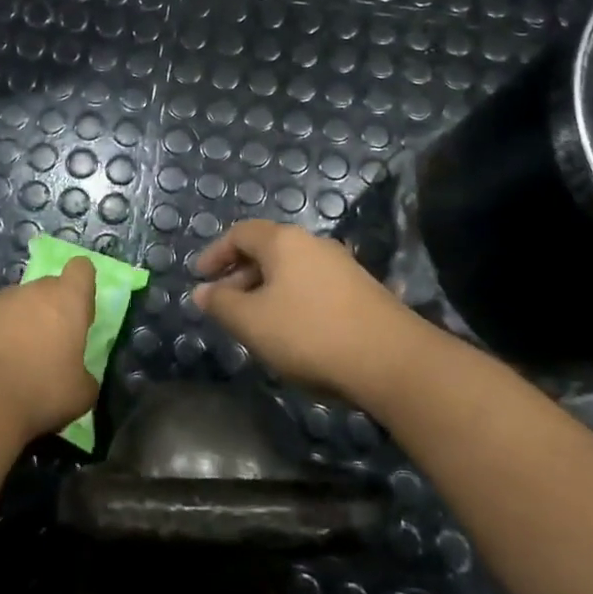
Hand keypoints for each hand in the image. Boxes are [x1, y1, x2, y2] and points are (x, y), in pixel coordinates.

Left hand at [0, 258, 98, 441]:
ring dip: (18, 318)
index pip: (81, 269)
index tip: (78, 316)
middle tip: (47, 346)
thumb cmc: (42, 392)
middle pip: (48, 287)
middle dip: (50, 309)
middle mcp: (34, 289)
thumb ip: (86, 376)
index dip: (81, 288)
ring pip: (16, 299)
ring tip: (11, 354)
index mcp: (68, 300)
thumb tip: (81, 377)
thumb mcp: (81, 395)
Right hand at [193, 220, 432, 406]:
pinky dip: (292, 300)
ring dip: (266, 290)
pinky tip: (292, 331)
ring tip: (255, 322)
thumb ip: (221, 304)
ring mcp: (341, 265)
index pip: (240, 233)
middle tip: (224, 305)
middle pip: (267, 250)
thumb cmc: (309, 333)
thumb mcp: (252, 322)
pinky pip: (313, 286)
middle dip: (240, 275)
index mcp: (283, 241)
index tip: (200, 278)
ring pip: (291, 270)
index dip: (216, 253)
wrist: (392, 359)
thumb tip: (201, 291)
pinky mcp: (361, 290)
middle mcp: (313, 243)